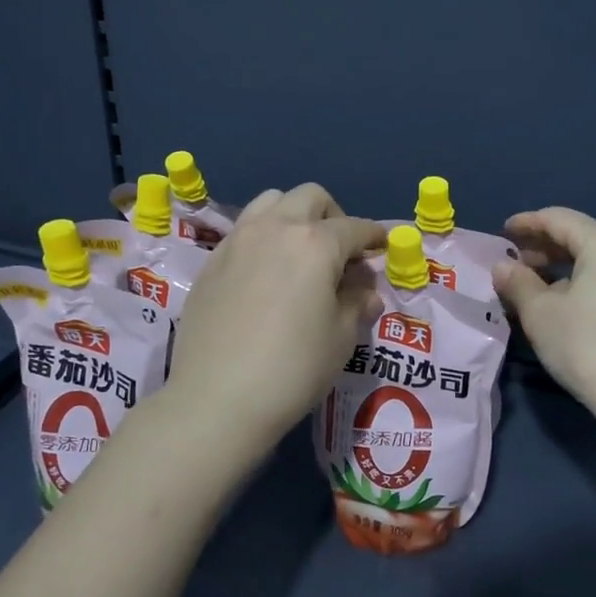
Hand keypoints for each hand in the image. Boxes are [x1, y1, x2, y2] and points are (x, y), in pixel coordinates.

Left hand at [164, 184, 384, 455]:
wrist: (217, 399)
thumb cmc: (293, 369)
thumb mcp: (340, 339)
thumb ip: (355, 304)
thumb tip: (364, 292)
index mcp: (315, 244)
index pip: (355, 227)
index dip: (374, 236)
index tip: (383, 246)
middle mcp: (275, 229)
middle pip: (310, 198)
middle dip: (334, 216)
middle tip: (341, 251)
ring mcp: (238, 241)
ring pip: (271, 202)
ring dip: (294, 216)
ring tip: (300, 252)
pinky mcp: (212, 261)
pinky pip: (244, 230)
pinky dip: (264, 237)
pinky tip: (266, 273)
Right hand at [493, 207, 595, 436]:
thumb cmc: (587, 346)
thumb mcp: (540, 314)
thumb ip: (517, 283)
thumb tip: (503, 267)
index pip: (560, 219)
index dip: (527, 222)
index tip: (503, 232)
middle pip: (583, 237)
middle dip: (546, 246)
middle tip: (517, 263)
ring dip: (567, 267)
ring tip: (540, 287)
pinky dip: (589, 283)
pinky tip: (572, 306)